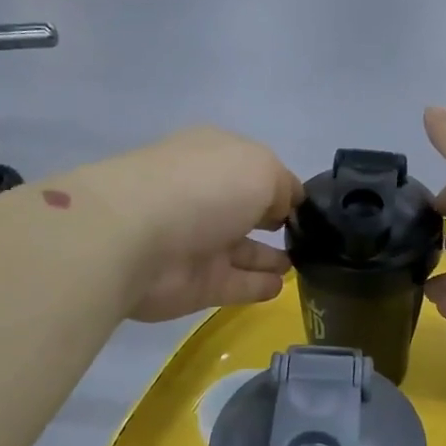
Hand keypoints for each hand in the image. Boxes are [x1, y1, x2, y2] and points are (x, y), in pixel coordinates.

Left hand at [76, 127, 302, 321]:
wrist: (135, 240)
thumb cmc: (202, 189)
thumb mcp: (260, 168)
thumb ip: (283, 186)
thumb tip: (286, 207)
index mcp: (214, 158)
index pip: (254, 170)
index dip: (282, 186)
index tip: (310, 206)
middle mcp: (204, 197)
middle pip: (246, 210)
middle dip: (274, 220)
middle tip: (310, 237)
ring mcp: (198, 243)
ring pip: (242, 250)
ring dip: (269, 256)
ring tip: (302, 264)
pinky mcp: (195, 284)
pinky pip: (236, 284)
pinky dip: (258, 285)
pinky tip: (281, 287)